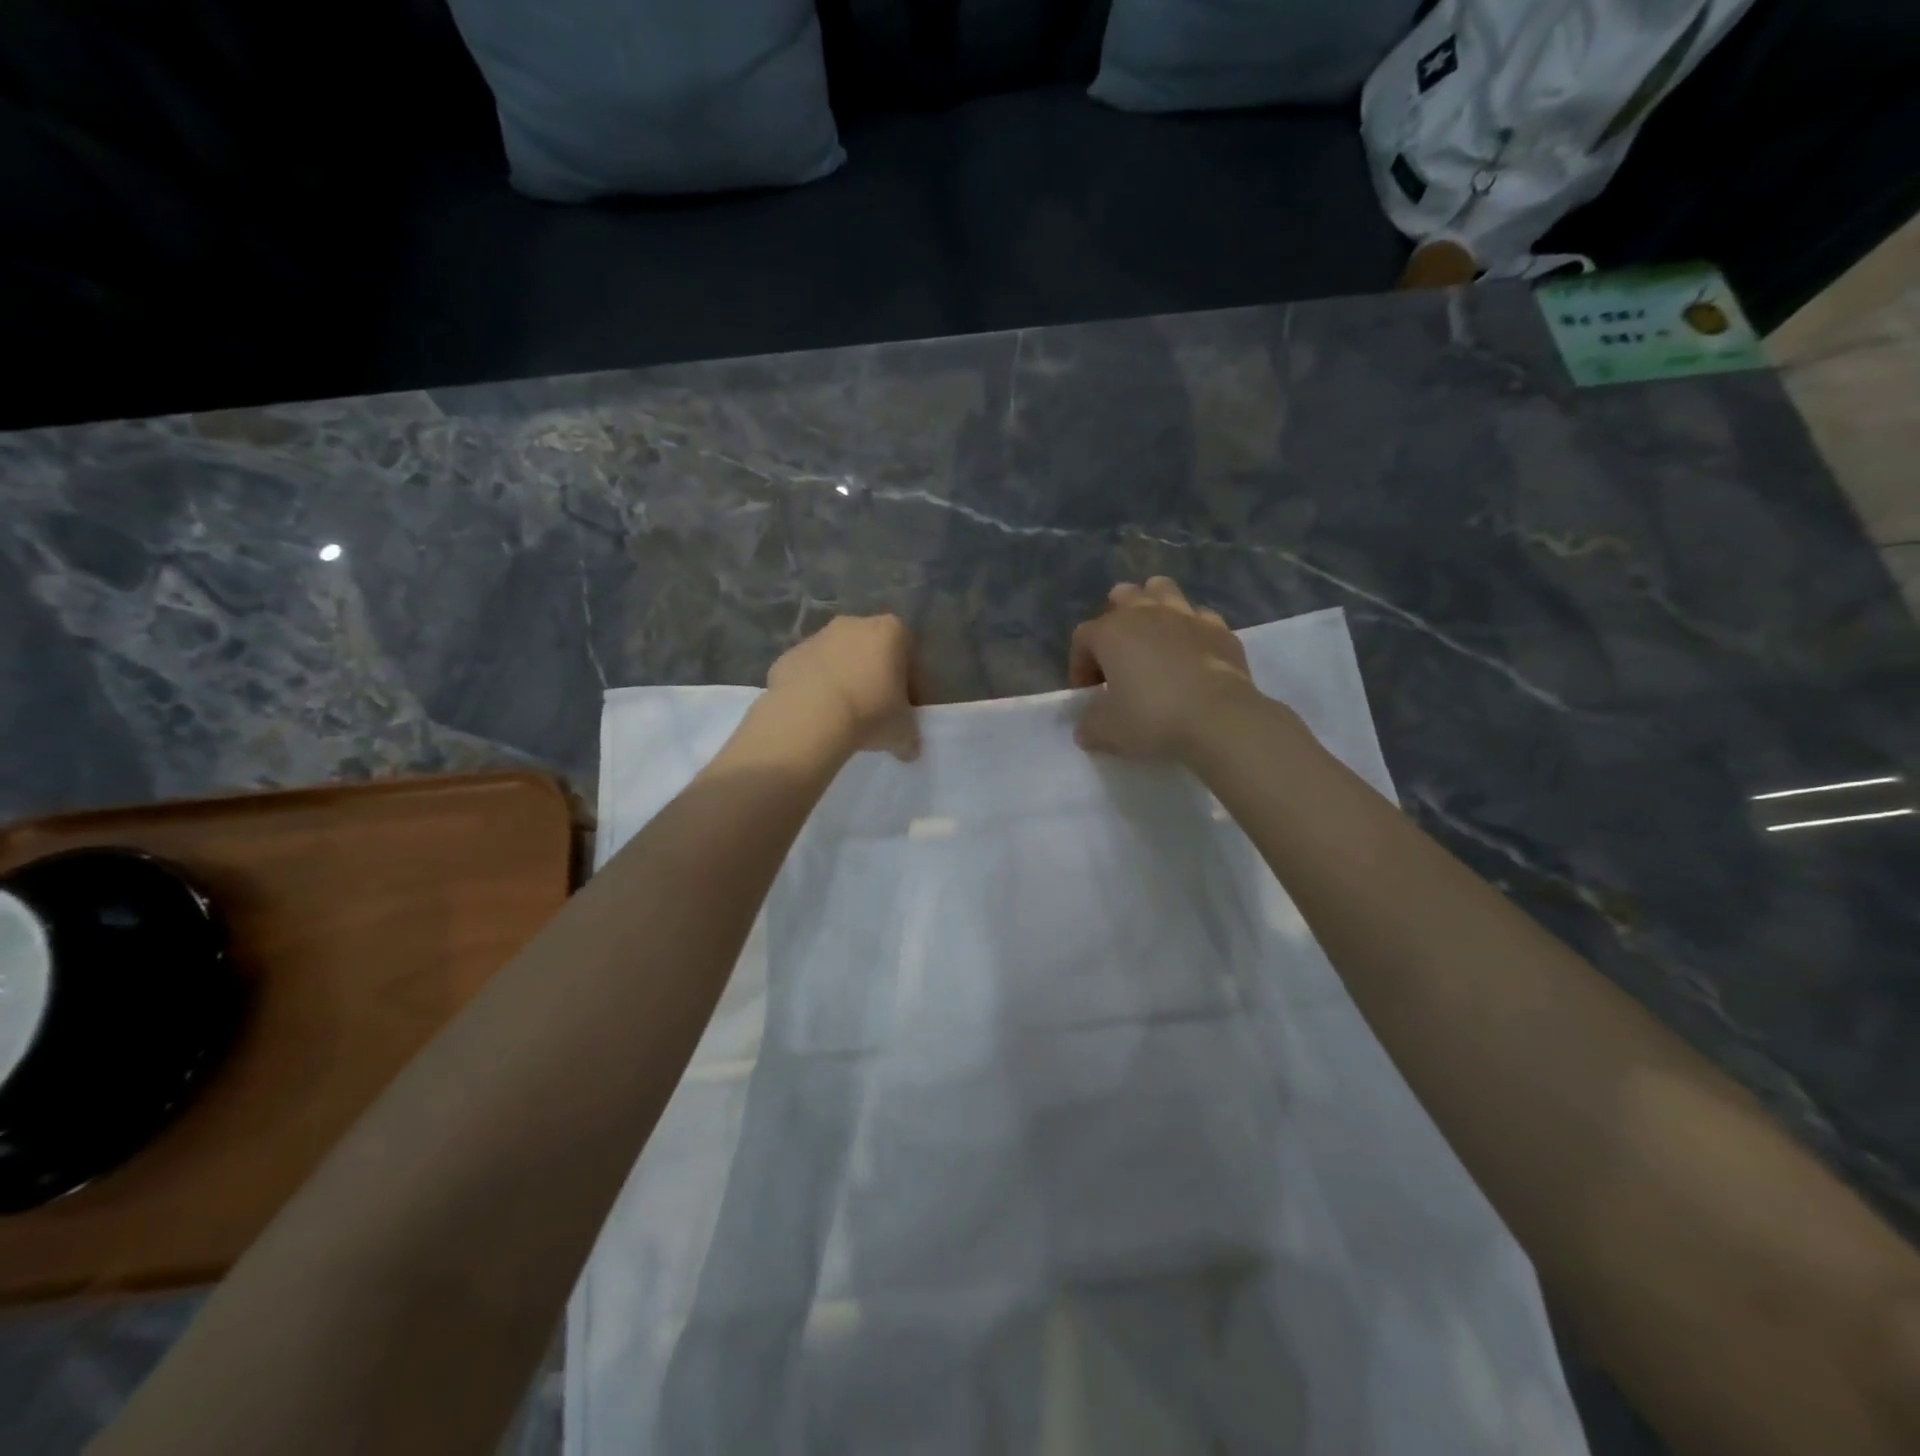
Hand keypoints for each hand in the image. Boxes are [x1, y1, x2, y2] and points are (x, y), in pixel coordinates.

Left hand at [765, 614, 920, 759]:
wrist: (809, 719)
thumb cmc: (871, 714)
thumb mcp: (903, 731)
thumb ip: (909, 735)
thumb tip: (909, 748)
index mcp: (890, 632)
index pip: (910, 656)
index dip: (911, 685)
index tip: (905, 709)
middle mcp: (853, 624)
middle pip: (871, 651)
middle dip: (875, 678)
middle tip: (876, 712)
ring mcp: (816, 638)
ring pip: (838, 660)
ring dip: (843, 682)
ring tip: (843, 717)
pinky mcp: (787, 657)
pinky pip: (809, 673)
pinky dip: (814, 690)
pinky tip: (816, 717)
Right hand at [1068, 578, 1256, 761]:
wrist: (1219, 719)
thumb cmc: (1152, 719)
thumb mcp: (1107, 732)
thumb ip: (1089, 726)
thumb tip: (1086, 727)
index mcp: (1111, 632)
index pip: (1082, 638)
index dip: (1080, 664)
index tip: (1090, 693)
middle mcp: (1146, 613)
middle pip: (1122, 597)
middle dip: (1115, 620)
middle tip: (1119, 656)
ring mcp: (1186, 616)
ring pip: (1162, 590)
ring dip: (1153, 605)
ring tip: (1154, 635)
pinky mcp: (1220, 629)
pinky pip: (1199, 617)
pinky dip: (1191, 629)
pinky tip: (1192, 652)